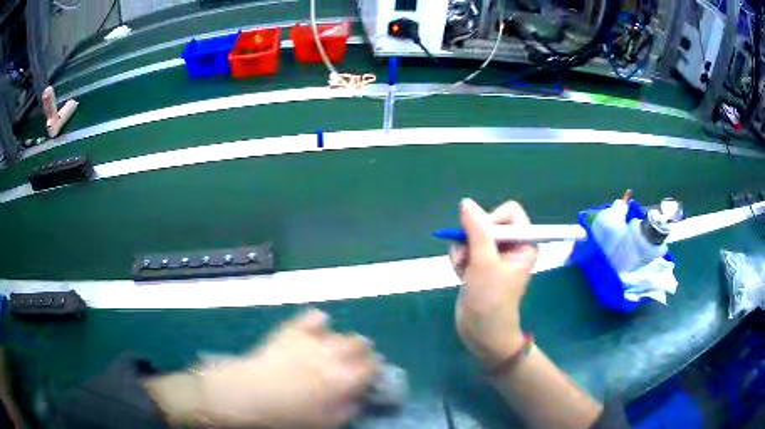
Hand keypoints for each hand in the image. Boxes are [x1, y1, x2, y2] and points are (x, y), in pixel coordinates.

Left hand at [147, 309, 376, 428]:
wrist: (245, 396)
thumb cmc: (285, 417)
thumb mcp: (324, 424)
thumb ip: (348, 409)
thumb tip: (358, 398)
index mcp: (342, 380)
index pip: (372, 367)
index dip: (375, 370)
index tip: (371, 376)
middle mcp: (332, 355)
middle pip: (360, 343)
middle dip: (364, 352)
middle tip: (356, 363)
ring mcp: (311, 340)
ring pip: (339, 332)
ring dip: (344, 340)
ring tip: (337, 349)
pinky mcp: (291, 331)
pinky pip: (311, 317)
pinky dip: (318, 322)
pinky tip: (318, 328)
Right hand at [450, 198, 537, 367]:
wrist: (482, 333)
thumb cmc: (491, 299)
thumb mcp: (484, 262)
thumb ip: (476, 230)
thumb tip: (466, 202)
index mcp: (523, 242)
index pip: (510, 212)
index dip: (493, 220)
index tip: (482, 237)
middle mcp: (511, 246)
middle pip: (488, 222)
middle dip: (473, 238)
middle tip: (469, 256)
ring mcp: (494, 257)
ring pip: (473, 236)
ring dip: (463, 251)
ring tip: (464, 269)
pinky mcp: (480, 266)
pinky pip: (466, 249)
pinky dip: (460, 260)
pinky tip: (461, 274)